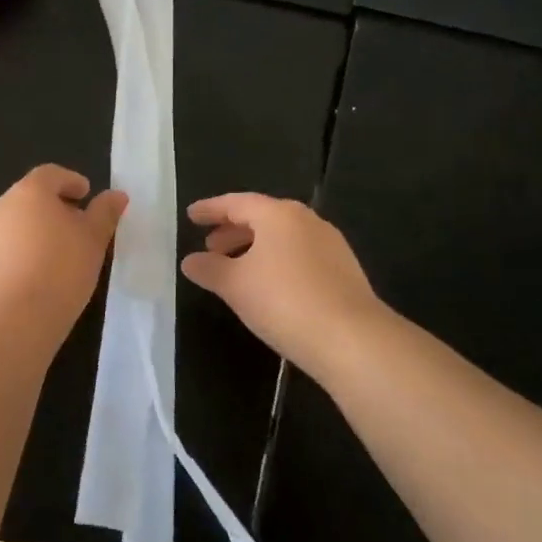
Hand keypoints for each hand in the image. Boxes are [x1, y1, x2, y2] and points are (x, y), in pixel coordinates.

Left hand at [0, 166, 126, 346]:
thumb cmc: (60, 271)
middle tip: (76, 230)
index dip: (70, 181)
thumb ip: (104, 214)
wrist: (9, 321)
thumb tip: (116, 195)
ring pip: (13, 226)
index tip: (85, 195)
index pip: (50, 174)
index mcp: (29, 192)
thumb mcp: (93, 241)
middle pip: (29, 199)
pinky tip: (32, 280)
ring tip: (56, 258)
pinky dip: (17, 256)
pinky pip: (0, 252)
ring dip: (33, 234)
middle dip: (52, 209)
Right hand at [181, 193, 385, 376]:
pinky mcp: (343, 270)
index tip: (191, 215)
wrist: (350, 338)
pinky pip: (300, 256)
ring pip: (283, 238)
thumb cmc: (283, 301)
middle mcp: (307, 221)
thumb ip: (209, 269)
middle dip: (233, 230)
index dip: (211, 209)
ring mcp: (330, 245)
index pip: (237, 203)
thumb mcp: (235, 285)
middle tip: (211, 246)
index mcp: (278, 214)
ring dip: (255, 248)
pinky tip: (268, 286)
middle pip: (262, 217)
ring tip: (236, 269)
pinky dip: (277, 262)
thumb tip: (190, 261)